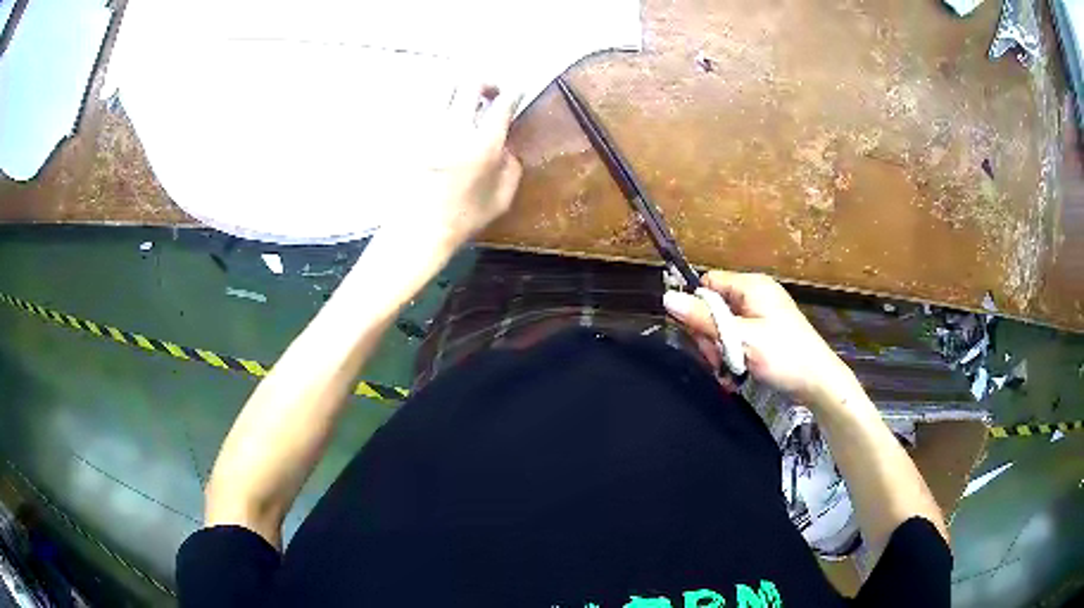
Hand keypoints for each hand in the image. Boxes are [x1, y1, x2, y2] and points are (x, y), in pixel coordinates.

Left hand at [397, 83, 523, 251]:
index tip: (515, 93)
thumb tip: (506, 147)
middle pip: (471, 84)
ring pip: (444, 88)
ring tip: (465, 98)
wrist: (417, 231)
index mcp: (483, 145)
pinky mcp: (410, 135)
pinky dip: (438, 103)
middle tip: (490, 92)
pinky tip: (443, 114)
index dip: (512, 94)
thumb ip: (511, 167)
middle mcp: (455, 129)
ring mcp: (429, 129)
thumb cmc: (463, 219)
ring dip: (459, 87)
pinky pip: (425, 106)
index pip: (502, 104)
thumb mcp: (501, 199)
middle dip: (486, 82)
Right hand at [663, 271, 858, 407]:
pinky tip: (735, 373)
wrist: (818, 383)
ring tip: (730, 370)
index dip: (697, 306)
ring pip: (723, 326)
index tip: (697, 333)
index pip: (708, 283)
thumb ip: (703, 319)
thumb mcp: (740, 339)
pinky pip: (736, 338)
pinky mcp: (764, 333)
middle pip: (713, 307)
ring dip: (720, 349)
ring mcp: (761, 315)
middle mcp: (755, 295)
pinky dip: (732, 354)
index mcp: (751, 286)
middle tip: (718, 358)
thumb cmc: (783, 356)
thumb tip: (666, 297)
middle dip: (710, 335)